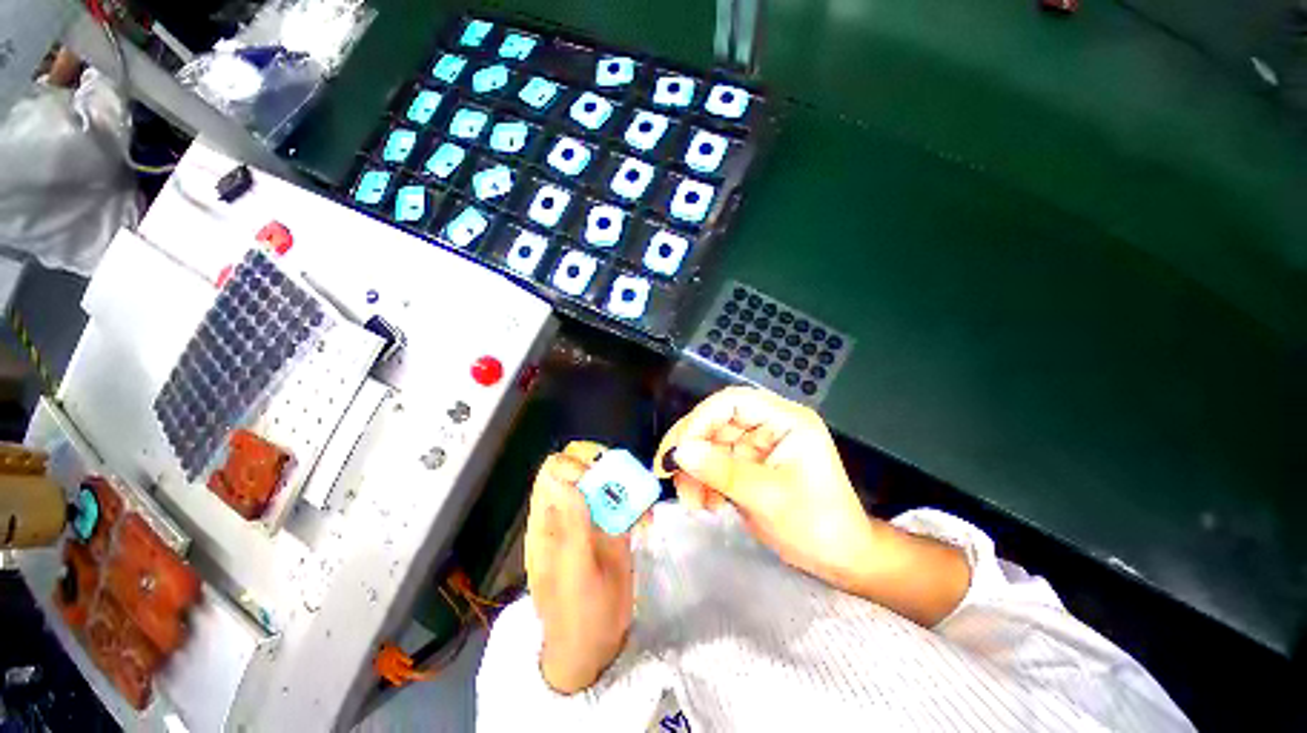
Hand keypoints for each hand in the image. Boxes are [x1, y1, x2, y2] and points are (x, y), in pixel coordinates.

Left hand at [525, 441, 633, 692]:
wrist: (597, 645)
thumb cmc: (577, 615)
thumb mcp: (574, 573)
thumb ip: (571, 526)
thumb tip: (564, 479)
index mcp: (548, 520)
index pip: (552, 472)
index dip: (571, 465)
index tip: (594, 479)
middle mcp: (571, 511)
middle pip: (583, 467)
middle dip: (606, 468)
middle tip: (625, 485)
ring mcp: (594, 516)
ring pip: (609, 480)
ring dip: (628, 484)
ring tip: (642, 505)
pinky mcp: (615, 525)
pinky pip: (627, 500)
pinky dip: (639, 502)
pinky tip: (647, 520)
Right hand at [654, 387, 969, 625]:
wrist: (841, 561)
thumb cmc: (817, 525)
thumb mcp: (767, 498)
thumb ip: (721, 471)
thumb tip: (678, 452)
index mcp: (785, 419)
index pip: (732, 402)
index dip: (700, 420)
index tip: (678, 450)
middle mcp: (769, 425)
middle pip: (717, 421)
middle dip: (691, 449)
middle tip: (666, 473)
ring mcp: (758, 445)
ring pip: (711, 444)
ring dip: (694, 470)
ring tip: (690, 501)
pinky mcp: (749, 464)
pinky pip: (716, 464)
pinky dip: (704, 482)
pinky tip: (704, 504)